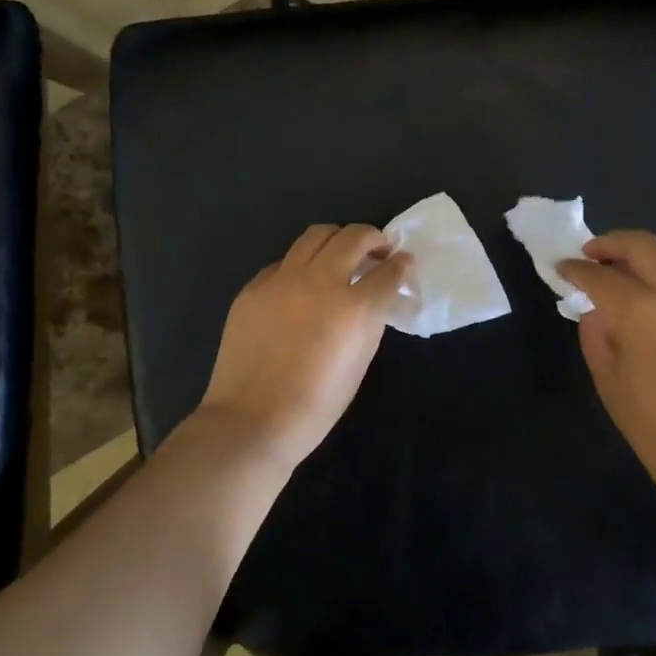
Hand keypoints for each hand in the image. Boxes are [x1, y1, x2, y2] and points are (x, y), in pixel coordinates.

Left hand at [198, 224, 413, 467]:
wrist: (251, 421)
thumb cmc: (315, 405)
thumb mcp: (359, 363)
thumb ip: (370, 321)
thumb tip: (375, 296)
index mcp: (353, 308)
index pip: (388, 271)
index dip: (401, 265)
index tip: (403, 262)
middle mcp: (320, 282)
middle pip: (353, 237)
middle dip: (373, 238)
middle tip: (378, 251)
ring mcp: (282, 280)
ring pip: (316, 235)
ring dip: (337, 239)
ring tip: (341, 254)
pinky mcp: (254, 287)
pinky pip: (284, 262)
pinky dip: (301, 266)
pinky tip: (301, 286)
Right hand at [558, 231, 655, 500]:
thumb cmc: (654, 427)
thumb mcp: (609, 380)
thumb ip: (596, 335)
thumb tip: (597, 312)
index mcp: (643, 313)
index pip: (601, 276)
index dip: (576, 269)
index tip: (561, 268)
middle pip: (643, 245)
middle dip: (611, 243)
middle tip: (590, 254)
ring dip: (644, 253)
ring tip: (624, 268)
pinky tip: (654, 297)